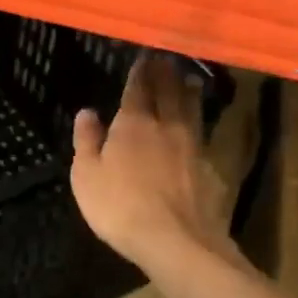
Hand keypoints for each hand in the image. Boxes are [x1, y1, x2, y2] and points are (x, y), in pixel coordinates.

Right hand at [71, 54, 230, 268]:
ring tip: (190, 80)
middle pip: (169, 93)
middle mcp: (166, 127)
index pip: (138, 89)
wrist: (176, 241)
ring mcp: (193, 147)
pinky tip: (199, 132)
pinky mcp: (210, 170)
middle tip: (167, 59)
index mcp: (133, 124)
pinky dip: (200, 127)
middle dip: (166, 74)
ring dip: (190, 93)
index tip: (144, 56)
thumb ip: (86, 141)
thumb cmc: (120, 207)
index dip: (140, 72)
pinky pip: (204, 138)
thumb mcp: (87, 175)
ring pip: (192, 111)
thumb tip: (87, 111)